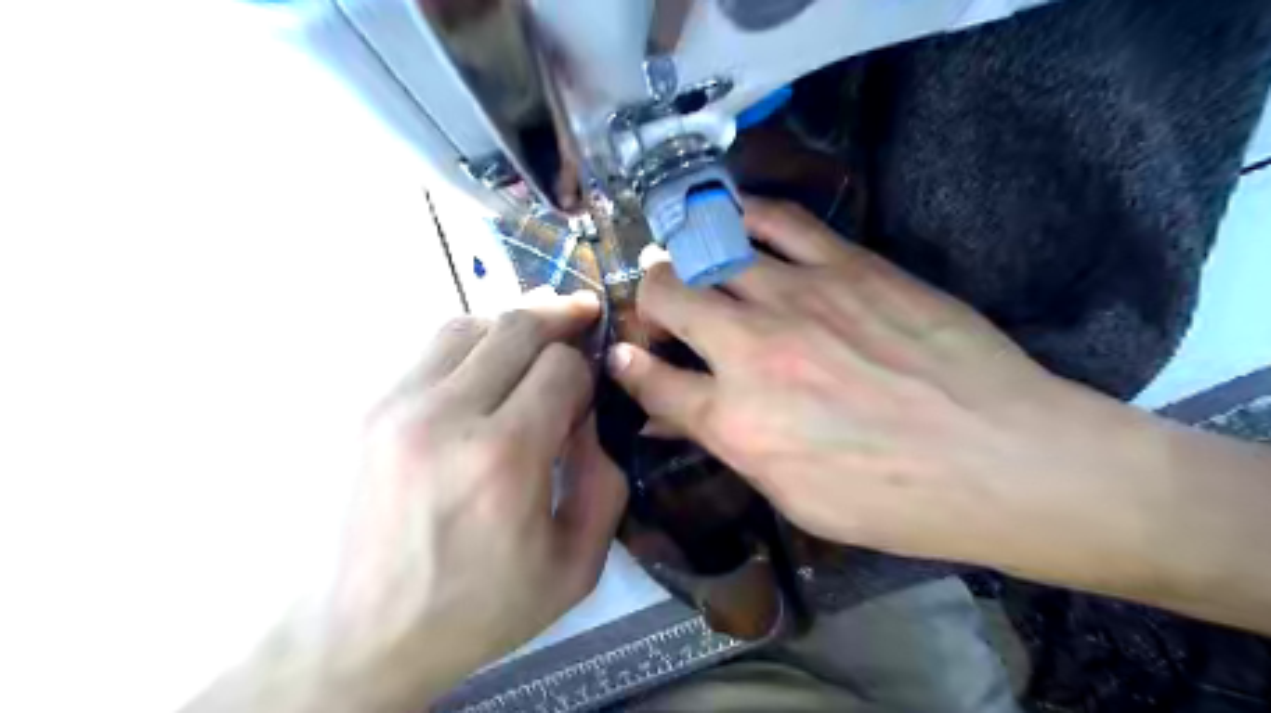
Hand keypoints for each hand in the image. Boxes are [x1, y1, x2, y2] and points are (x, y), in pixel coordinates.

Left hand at [188, 289, 623, 712]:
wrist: (352, 640)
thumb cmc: (474, 610)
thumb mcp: (573, 567)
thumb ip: (604, 483)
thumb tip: (590, 418)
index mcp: (503, 459)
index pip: (561, 368)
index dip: (586, 372)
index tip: (587, 396)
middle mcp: (445, 416)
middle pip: (517, 327)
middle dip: (560, 318)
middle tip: (583, 314)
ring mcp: (394, 406)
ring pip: (468, 325)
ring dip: (512, 324)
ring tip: (536, 334)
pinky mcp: (364, 409)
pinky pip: (429, 348)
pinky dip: (470, 342)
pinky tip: (485, 363)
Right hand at [609, 197, 1164, 581]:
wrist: (1001, 458)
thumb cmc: (893, 498)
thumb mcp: (793, 495)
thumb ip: (725, 445)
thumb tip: (670, 419)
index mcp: (736, 420)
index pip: (652, 380)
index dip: (628, 366)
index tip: (621, 355)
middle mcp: (750, 350)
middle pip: (667, 299)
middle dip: (649, 300)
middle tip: (658, 308)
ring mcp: (797, 297)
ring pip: (711, 254)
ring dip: (685, 255)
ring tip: (682, 256)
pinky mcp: (847, 265)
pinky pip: (778, 220)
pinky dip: (744, 213)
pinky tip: (732, 213)